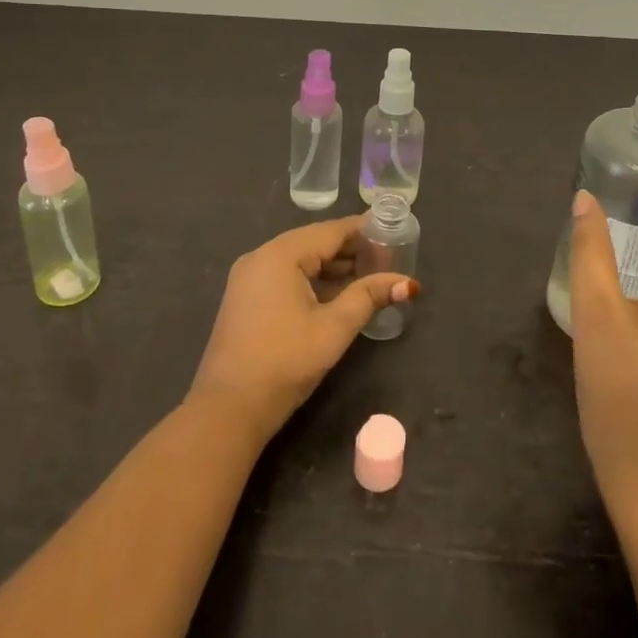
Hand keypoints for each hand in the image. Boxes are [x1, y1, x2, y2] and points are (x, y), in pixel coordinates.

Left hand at [188, 215, 416, 444]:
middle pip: (314, 242)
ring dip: (333, 267)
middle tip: (388, 257)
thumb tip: (408, 283)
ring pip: (300, 261)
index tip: (393, 229)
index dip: (363, 230)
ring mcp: (249, 278)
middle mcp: (260, 257)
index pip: (331, 231)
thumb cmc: (285, 361)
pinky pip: (285, 277)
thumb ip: (369, 297)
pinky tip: (337, 294)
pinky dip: (312, 281)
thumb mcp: (334, 327)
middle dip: (350, 250)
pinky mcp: (245, 299)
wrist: (228, 408)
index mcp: (280, 254)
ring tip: (370, 276)